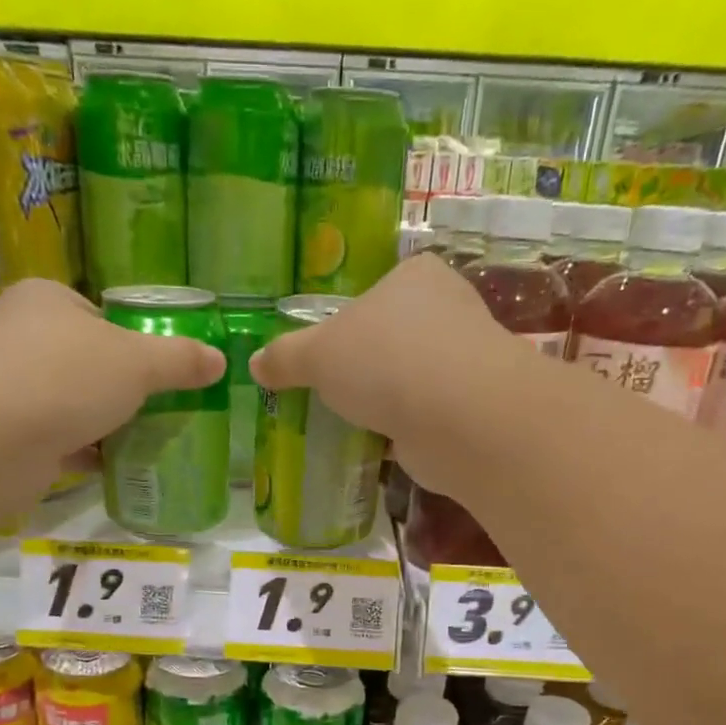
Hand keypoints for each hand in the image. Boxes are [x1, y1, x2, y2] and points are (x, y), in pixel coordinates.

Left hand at [0, 277, 227, 469]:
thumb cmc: (62, 378)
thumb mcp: (136, 362)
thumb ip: (178, 360)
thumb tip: (219, 360)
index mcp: (48, 301)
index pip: (100, 316)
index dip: (135, 342)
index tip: (165, 373)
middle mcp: (23, 338)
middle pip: (88, 363)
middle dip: (124, 390)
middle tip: (165, 411)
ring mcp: (12, 390)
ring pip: (74, 405)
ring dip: (107, 424)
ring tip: (152, 442)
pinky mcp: (10, 437)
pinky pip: (61, 442)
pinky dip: (88, 454)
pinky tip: (119, 468)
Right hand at [250, 254, 514, 495]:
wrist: (458, 417)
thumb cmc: (385, 362)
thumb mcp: (318, 355)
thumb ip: (286, 357)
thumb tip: (255, 364)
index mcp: (416, 276)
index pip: (376, 292)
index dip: (349, 321)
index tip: (327, 352)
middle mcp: (448, 310)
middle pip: (394, 338)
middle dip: (367, 367)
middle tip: (333, 393)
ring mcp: (465, 362)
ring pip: (411, 380)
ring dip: (387, 403)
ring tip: (351, 424)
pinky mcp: (470, 410)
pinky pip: (425, 417)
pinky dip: (404, 432)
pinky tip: (378, 448)